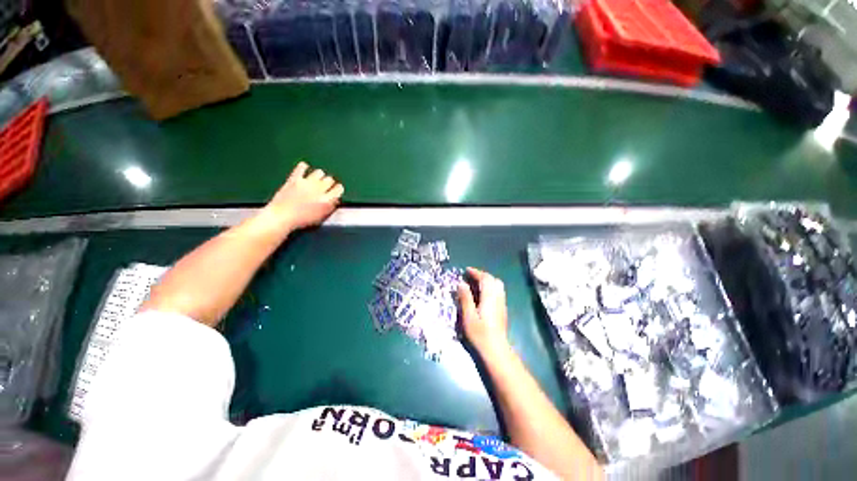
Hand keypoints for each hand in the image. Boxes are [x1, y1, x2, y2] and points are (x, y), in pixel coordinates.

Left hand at [264, 162, 343, 229]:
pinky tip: (304, 169)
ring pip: (319, 172)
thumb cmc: (301, 221)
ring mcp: (306, 183)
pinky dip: (304, 167)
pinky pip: (302, 167)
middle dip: (328, 183)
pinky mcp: (295, 179)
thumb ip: (330, 206)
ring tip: (315, 180)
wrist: (281, 217)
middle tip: (324, 187)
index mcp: (327, 201)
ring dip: (319, 176)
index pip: (339, 189)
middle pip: (330, 179)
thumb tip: (335, 199)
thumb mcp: (321, 217)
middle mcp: (319, 190)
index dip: (338, 189)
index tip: (335, 191)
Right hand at [458, 267, 509, 355]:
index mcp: (489, 297)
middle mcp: (498, 297)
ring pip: (497, 285)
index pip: (485, 278)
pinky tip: (482, 295)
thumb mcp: (468, 316)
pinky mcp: (502, 310)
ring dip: (487, 281)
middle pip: (493, 280)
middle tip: (471, 277)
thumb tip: (461, 283)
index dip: (476, 272)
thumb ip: (465, 298)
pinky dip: (490, 288)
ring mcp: (502, 304)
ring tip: (475, 284)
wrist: (496, 350)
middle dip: (482, 275)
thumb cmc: (480, 334)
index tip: (466, 270)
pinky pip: (498, 292)